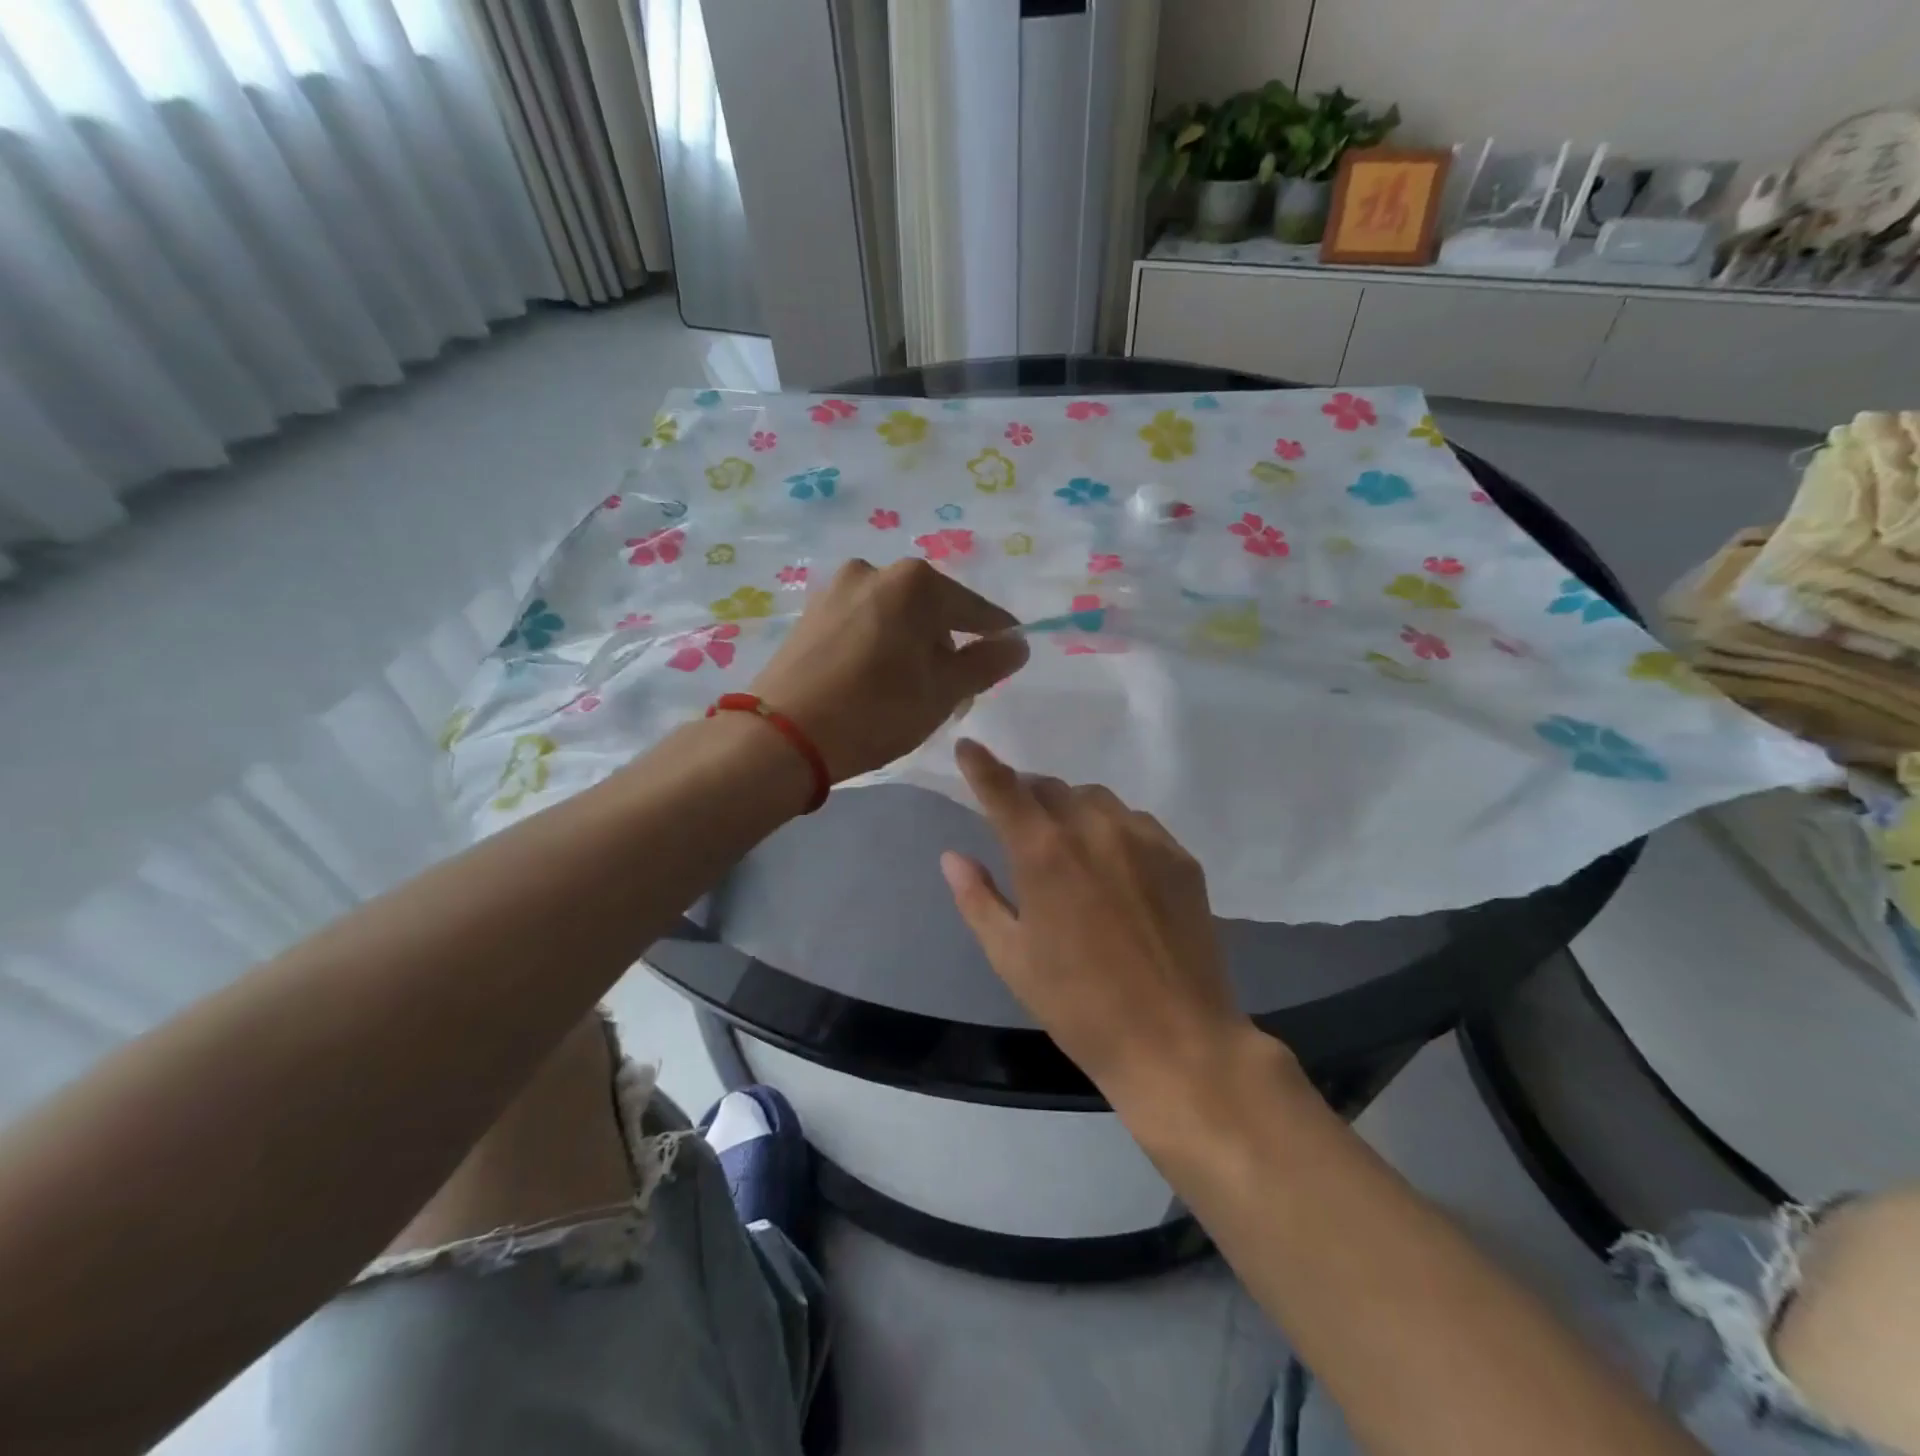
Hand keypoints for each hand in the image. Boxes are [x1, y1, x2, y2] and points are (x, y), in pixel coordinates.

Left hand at [749, 559, 1028, 781]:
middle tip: (950, 689)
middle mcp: (875, 570)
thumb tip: (1018, 643)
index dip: (996, 634)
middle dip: (946, 645)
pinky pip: (864, 623)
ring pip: (895, 616)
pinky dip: (880, 645)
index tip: (1010, 652)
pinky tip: (875, 679)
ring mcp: (838, 589)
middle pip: (931, 610)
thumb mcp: (942, 692)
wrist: (782, 735)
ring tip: (909, 689)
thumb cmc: (875, 711)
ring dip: (912, 645)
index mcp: (914, 583)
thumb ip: (986, 664)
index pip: (974, 609)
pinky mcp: (812, 612)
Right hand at [939, 739, 1265, 1107]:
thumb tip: (953, 856)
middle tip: (1022, 826)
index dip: (982, 765)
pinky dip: (1114, 829)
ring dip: (1072, 810)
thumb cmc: (1079, 1006)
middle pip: (1051, 788)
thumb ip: (978, 899)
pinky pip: (1136, 822)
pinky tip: (1116, 867)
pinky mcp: (1180, 856)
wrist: (1176, 1040)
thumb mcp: (1012, 958)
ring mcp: (1144, 839)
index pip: (1004, 790)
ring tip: (1071, 847)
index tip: (968, 746)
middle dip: (1028, 796)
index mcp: (1044, 853)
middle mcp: (1094, 829)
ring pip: (1096, 799)